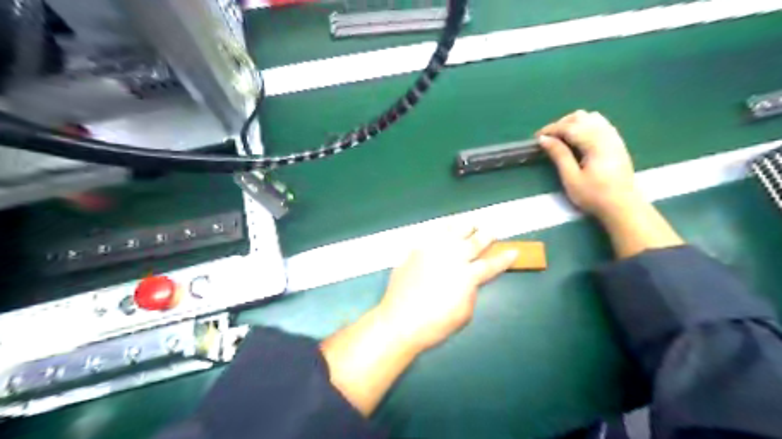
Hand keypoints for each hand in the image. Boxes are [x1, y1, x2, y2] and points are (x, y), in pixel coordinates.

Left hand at [373, 228, 518, 351]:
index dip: (504, 258)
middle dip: (486, 235)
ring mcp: (432, 251)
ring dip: (464, 226)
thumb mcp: (464, 314)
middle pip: (474, 242)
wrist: (399, 321)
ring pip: (452, 231)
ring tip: (470, 222)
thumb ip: (470, 291)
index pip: (491, 264)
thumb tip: (470, 279)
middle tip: (491, 230)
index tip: (513, 251)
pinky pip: (432, 235)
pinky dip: (442, 230)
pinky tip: (444, 229)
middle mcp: (452, 258)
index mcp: (467, 276)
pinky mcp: (416, 250)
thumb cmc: (435, 325)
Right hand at [539, 110, 641, 219]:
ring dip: (573, 123)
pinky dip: (584, 125)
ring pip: (591, 117)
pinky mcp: (616, 142)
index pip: (569, 127)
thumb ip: (559, 155)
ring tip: (561, 137)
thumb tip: (544, 139)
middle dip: (560, 124)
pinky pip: (599, 123)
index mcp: (595, 143)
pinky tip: (577, 139)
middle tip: (547, 139)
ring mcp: (614, 137)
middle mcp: (606, 135)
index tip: (536, 138)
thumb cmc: (594, 195)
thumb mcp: (571, 178)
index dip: (551, 129)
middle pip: (580, 117)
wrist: (623, 206)